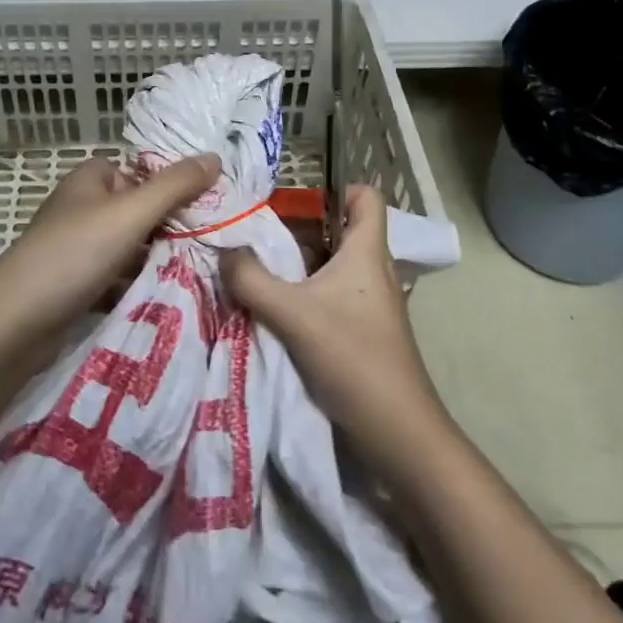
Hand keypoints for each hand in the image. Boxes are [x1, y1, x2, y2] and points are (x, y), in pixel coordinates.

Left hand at [0, 153, 221, 338]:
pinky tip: (168, 297)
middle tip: (213, 243)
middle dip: (171, 227)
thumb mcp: (130, 213)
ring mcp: (77, 248)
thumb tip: (215, 157)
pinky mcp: (76, 284)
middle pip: (139, 210)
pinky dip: (138, 285)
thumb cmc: (73, 254)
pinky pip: (117, 278)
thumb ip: (174, 186)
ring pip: (130, 247)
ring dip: (157, 259)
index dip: (173, 186)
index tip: (211, 206)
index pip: (142, 172)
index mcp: (91, 179)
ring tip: (200, 271)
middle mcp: (83, 207)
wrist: (14, 324)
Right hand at [221, 184, 452, 476]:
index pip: (365, 197)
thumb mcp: (292, 314)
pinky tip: (276, 309)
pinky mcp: (364, 332)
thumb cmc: (353, 357)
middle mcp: (373, 270)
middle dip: (301, 228)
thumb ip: (251, 279)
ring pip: (332, 266)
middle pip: (339, 231)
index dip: (336, 188)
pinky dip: (306, 295)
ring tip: (258, 268)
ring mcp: (370, 304)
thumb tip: (225, 252)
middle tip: (259, 233)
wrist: (397, 433)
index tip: (296, 199)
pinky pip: (332, 297)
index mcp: (366, 252)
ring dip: (299, 265)